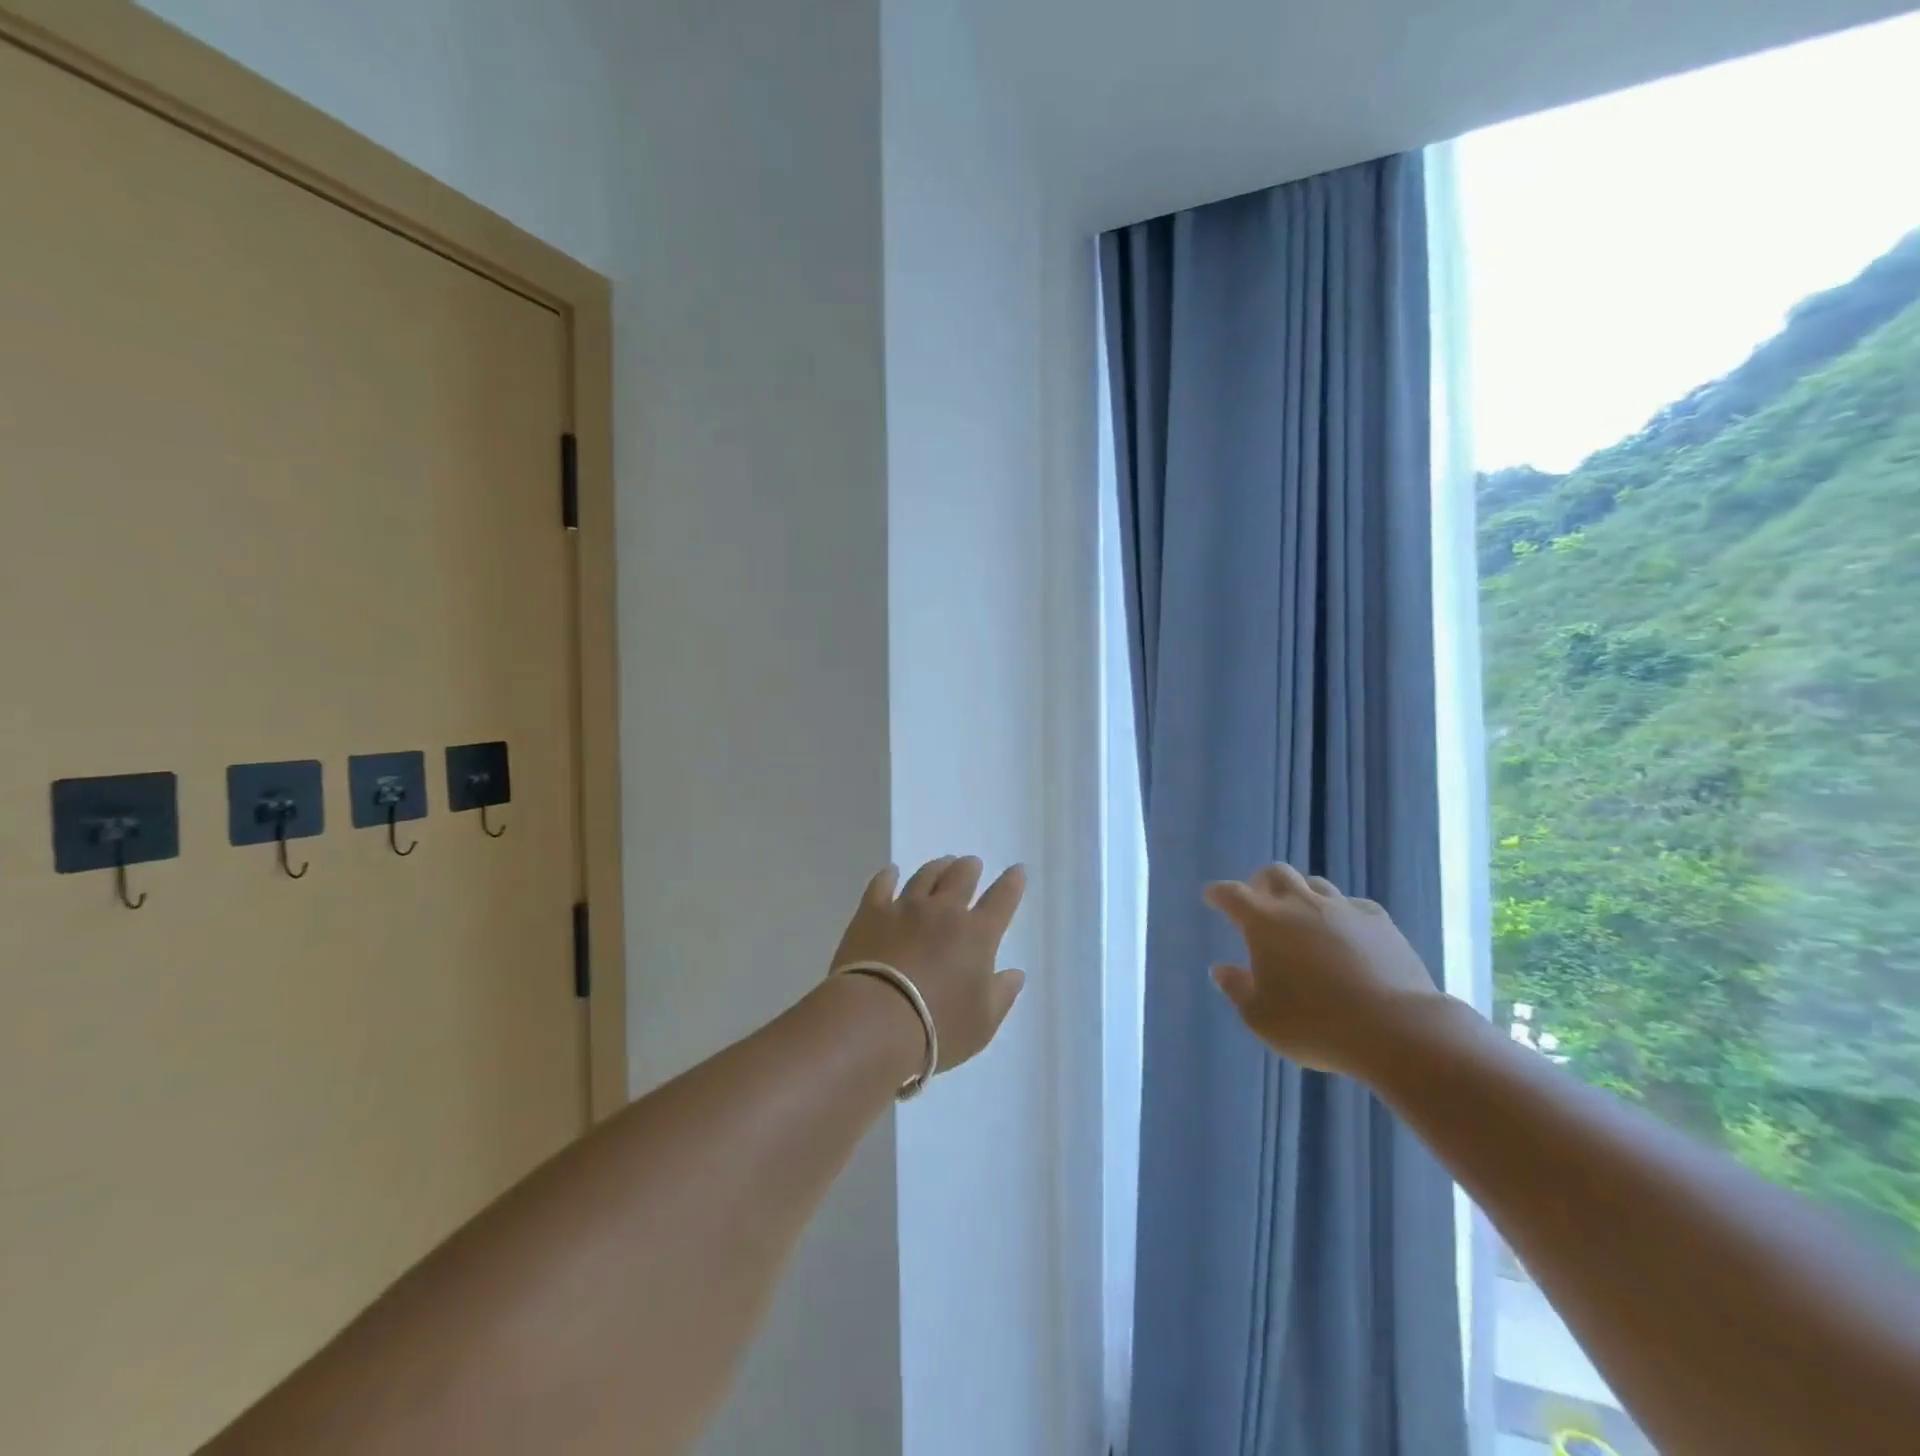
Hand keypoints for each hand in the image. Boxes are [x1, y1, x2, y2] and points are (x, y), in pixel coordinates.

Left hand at [830, 857, 1027, 1072]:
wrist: (874, 1020)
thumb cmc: (937, 1027)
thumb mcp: (982, 1024)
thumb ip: (1002, 994)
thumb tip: (1016, 973)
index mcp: (977, 935)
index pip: (1002, 900)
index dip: (1012, 884)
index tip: (1017, 870)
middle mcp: (944, 912)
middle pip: (961, 878)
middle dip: (970, 868)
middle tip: (972, 864)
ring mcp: (905, 908)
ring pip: (925, 876)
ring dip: (937, 867)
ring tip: (942, 863)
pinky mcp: (871, 913)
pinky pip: (882, 885)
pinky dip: (888, 876)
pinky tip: (891, 872)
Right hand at [1204, 864, 1447, 1079]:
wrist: (1395, 1028)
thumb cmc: (1315, 1025)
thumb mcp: (1261, 1017)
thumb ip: (1237, 988)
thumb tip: (1220, 969)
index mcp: (1263, 922)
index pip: (1231, 894)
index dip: (1218, 893)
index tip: (1212, 897)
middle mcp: (1300, 904)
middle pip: (1275, 873)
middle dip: (1261, 883)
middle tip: (1258, 901)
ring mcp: (1342, 909)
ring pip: (1314, 883)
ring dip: (1301, 893)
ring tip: (1301, 916)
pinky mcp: (1379, 921)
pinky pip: (1352, 905)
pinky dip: (1341, 912)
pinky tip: (1345, 932)